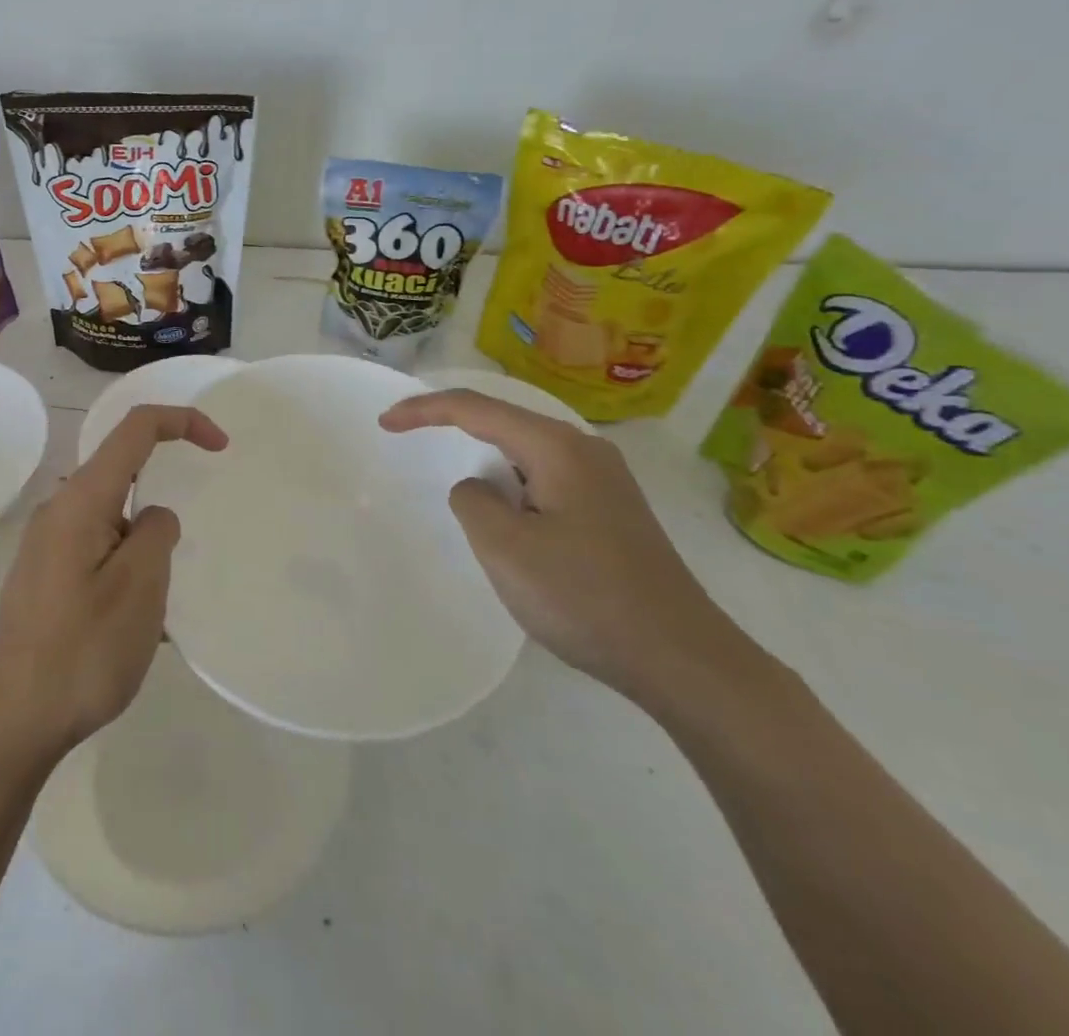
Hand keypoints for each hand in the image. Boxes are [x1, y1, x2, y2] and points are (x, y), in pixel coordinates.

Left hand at [0, 404, 227, 761]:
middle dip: (159, 518)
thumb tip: (152, 517)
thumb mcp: (140, 588)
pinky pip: (96, 558)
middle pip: (122, 480)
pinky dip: (123, 579)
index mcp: (80, 500)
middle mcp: (58, 512)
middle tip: (169, 580)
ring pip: (112, 527)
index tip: (221, 447)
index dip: (182, 422)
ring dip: (142, 560)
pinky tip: (127, 635)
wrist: (6, 724)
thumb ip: (156, 534)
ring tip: (149, 622)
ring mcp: (45, 547)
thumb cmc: (80, 651)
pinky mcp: (42, 579)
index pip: (135, 429)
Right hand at [380, 389, 749, 706]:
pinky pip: (545, 478)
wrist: (683, 659)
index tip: (385, 424)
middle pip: (504, 421)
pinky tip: (507, 515)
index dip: (424, 409)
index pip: (476, 408)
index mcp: (557, 447)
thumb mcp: (505, 548)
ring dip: (485, 460)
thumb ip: (472, 501)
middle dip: (453, 426)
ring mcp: (605, 479)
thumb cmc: (585, 597)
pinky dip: (512, 484)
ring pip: (526, 452)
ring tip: (454, 480)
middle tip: (409, 437)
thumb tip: (479, 489)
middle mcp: (584, 450)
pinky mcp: (613, 509)